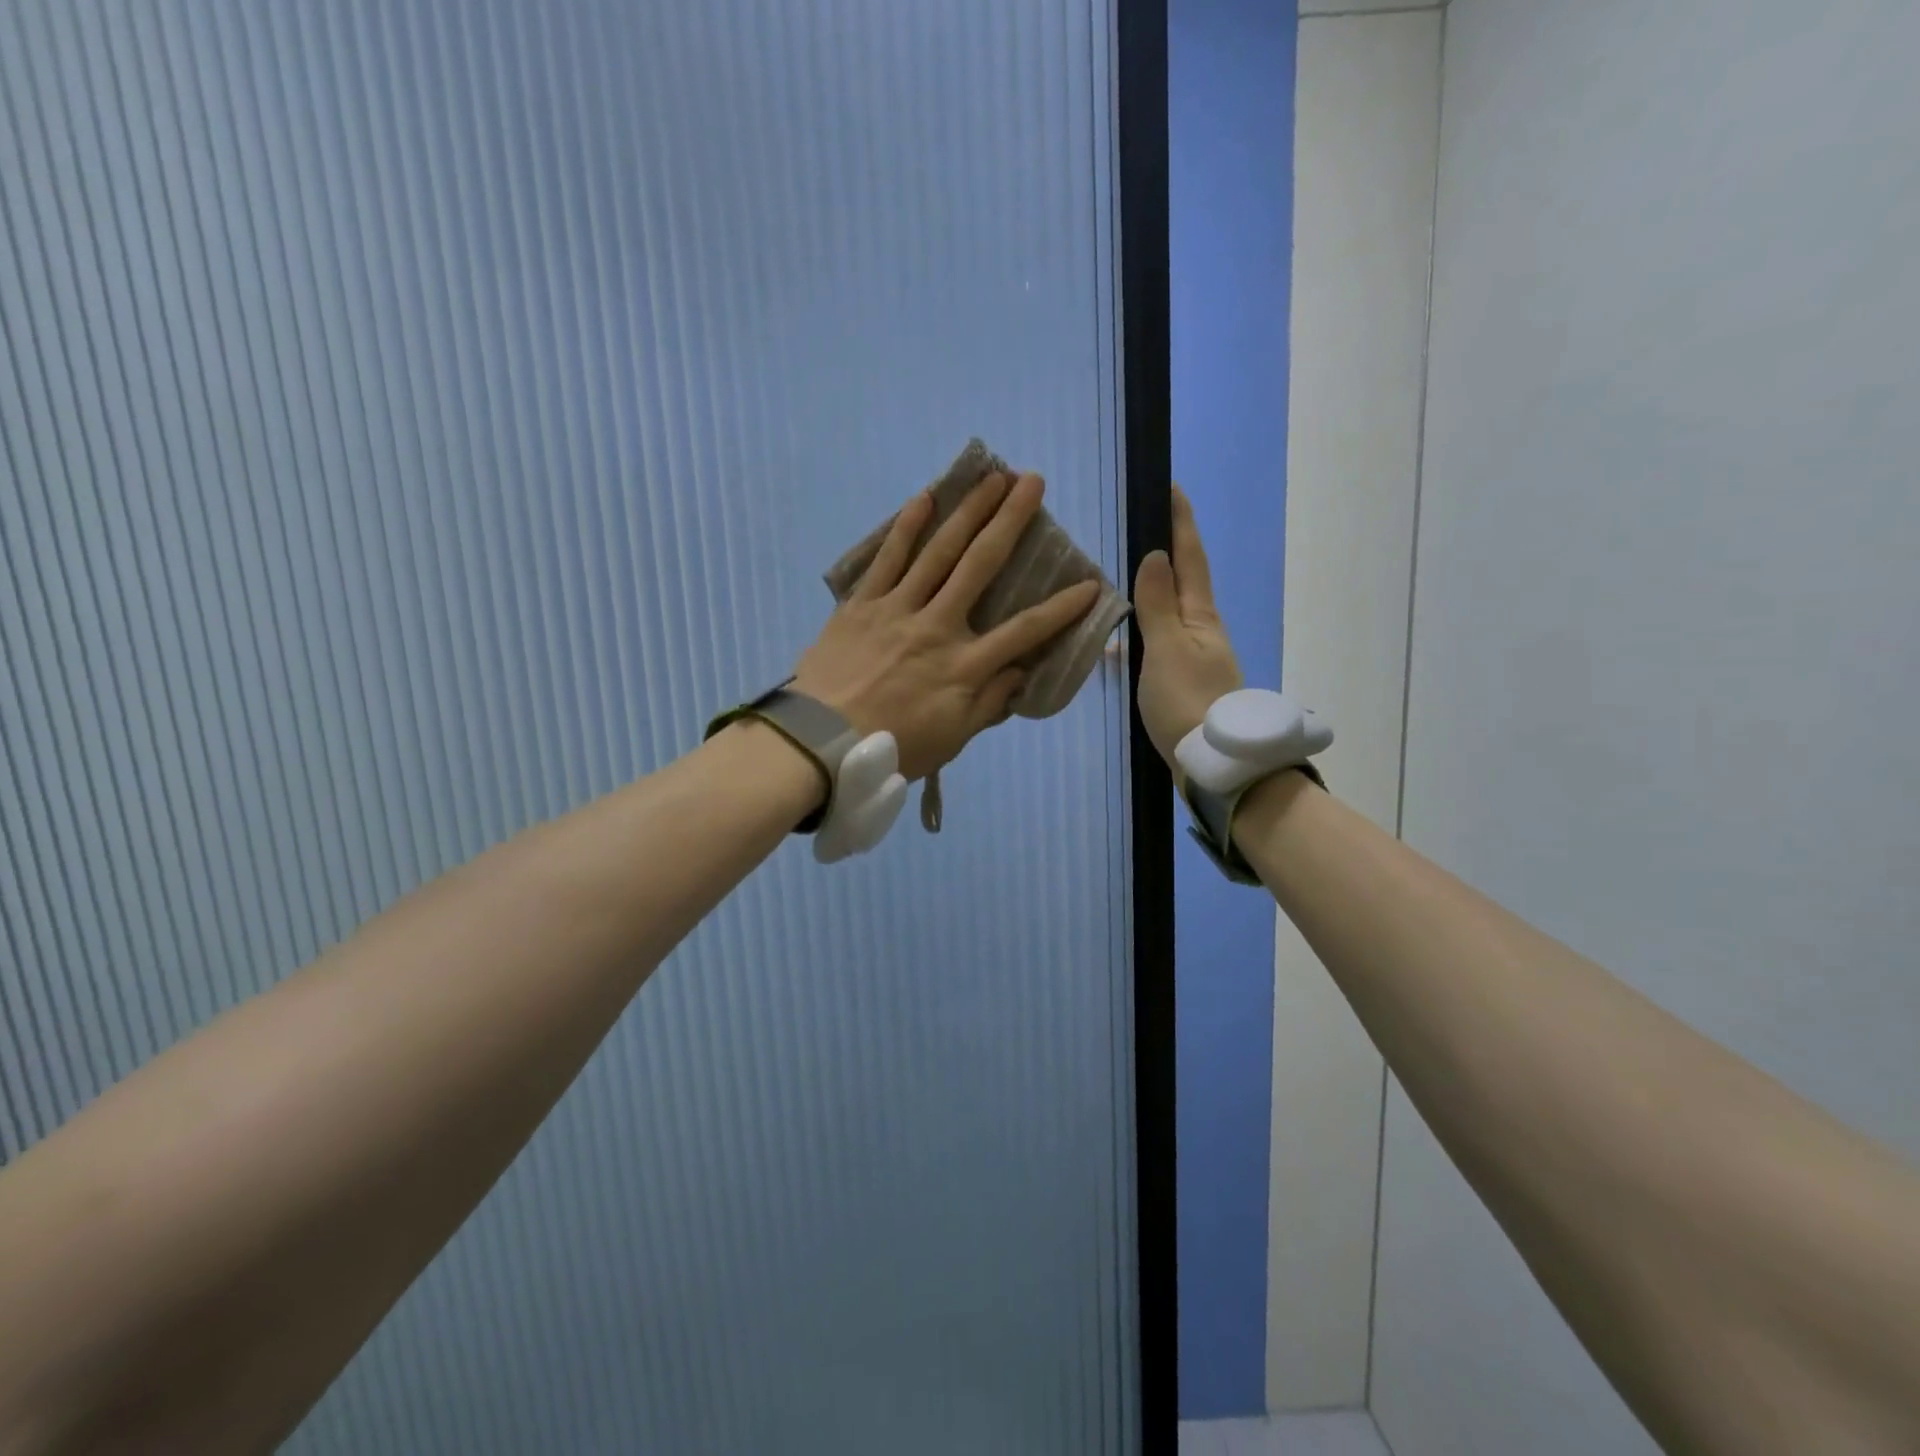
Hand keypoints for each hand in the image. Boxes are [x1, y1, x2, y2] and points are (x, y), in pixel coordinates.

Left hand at [793, 472, 1100, 780]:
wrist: (821, 742)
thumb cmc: (894, 746)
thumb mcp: (952, 738)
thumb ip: (989, 703)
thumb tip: (1021, 673)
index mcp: (963, 666)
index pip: (1024, 631)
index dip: (1060, 609)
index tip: (1089, 584)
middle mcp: (937, 626)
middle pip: (980, 565)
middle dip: (1010, 521)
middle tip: (1032, 482)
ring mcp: (897, 609)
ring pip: (938, 551)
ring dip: (968, 511)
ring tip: (991, 477)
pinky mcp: (862, 604)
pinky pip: (888, 558)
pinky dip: (906, 527)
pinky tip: (925, 498)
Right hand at [1133, 484, 1243, 767]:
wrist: (1213, 762)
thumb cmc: (1187, 700)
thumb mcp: (1167, 648)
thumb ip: (1157, 604)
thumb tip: (1156, 555)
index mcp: (1200, 616)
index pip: (1190, 558)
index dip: (1181, 523)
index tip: (1171, 488)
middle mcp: (1201, 630)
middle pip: (1184, 581)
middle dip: (1168, 551)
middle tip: (1142, 526)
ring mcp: (1194, 657)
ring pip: (1169, 613)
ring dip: (1150, 592)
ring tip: (1120, 580)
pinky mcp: (1183, 682)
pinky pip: (1158, 643)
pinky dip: (1141, 632)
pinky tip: (1118, 644)